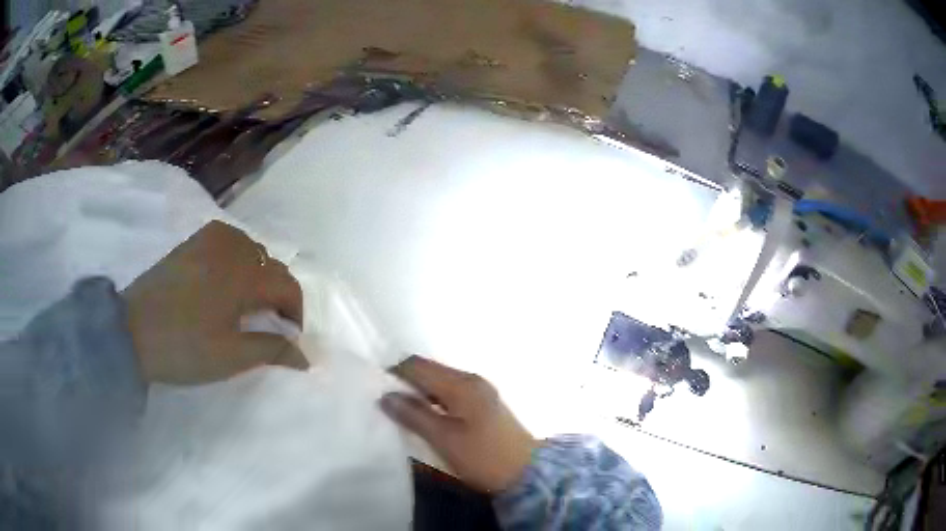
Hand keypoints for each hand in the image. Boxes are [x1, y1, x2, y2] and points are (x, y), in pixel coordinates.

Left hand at [123, 220, 308, 384]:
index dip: (295, 313)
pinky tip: (225, 280)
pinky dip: (237, 258)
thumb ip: (272, 351)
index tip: (288, 339)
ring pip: (251, 250)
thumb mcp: (231, 357)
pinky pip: (228, 241)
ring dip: (258, 275)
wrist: (131, 332)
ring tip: (246, 303)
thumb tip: (306, 358)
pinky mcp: (192, 242)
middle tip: (267, 325)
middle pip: (271, 265)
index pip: (287, 286)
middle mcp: (230, 247)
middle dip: (277, 295)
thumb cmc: (183, 348)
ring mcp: (209, 239)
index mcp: (242, 275)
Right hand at [381, 356, 537, 492]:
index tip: (376, 392)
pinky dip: (433, 401)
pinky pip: (450, 393)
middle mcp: (471, 380)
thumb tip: (386, 396)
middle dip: (405, 383)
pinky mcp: (483, 405)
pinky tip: (424, 417)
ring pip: (439, 383)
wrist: (527, 473)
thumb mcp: (444, 439)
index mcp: (461, 384)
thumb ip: (414, 415)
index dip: (394, 374)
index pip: (418, 365)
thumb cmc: (484, 457)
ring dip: (418, 393)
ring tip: (400, 413)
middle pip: (429, 371)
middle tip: (385, 404)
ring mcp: (479, 392)